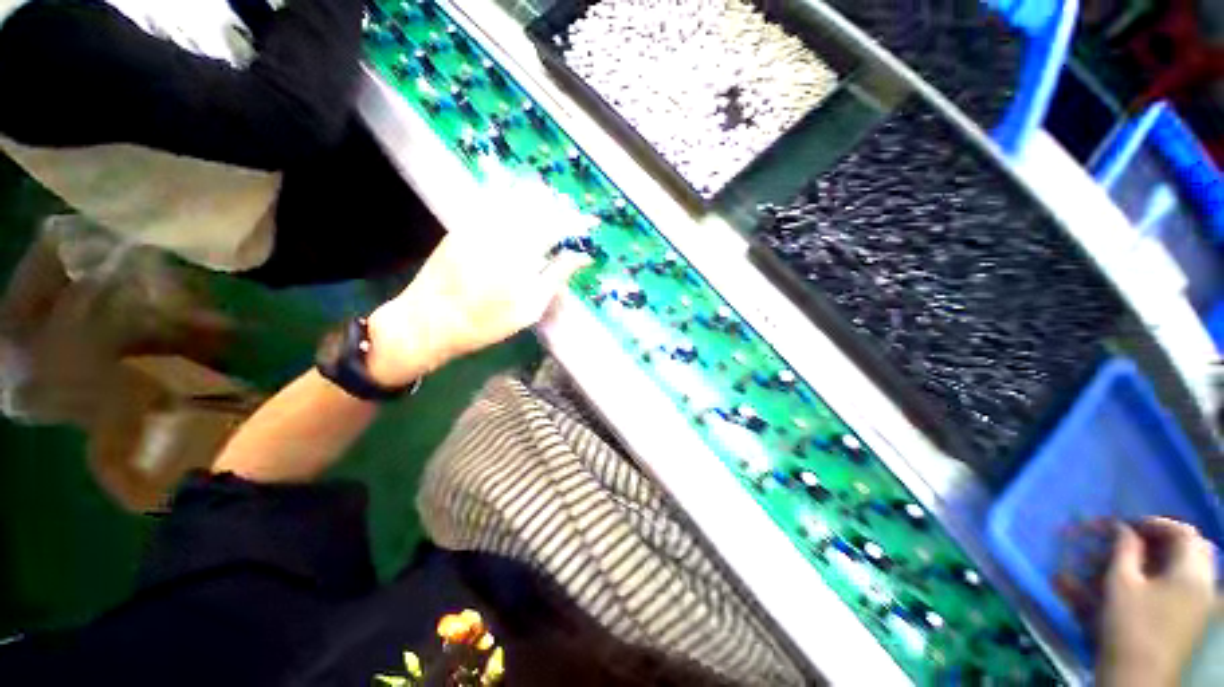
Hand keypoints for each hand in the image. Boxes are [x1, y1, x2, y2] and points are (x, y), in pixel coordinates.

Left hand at [365, 163, 594, 385]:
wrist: (430, 320)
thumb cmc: (487, 322)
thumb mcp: (530, 307)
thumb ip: (557, 276)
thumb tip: (582, 257)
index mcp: (522, 252)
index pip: (558, 224)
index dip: (577, 221)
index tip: (591, 222)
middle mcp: (501, 229)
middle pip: (538, 203)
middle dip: (560, 207)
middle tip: (571, 218)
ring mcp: (479, 223)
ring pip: (516, 196)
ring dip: (539, 200)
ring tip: (552, 209)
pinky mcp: (464, 224)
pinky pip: (493, 200)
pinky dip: (513, 199)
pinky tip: (520, 206)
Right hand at [1097, 518, 1217, 686]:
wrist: (1137, 676)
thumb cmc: (1128, 625)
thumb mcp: (1120, 584)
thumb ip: (1124, 550)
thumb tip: (1122, 528)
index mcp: (1192, 572)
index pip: (1183, 532)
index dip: (1156, 523)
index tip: (1128, 525)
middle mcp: (1206, 582)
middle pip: (1196, 547)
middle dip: (1168, 538)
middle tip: (1139, 538)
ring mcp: (1205, 602)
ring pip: (1197, 565)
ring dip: (1172, 555)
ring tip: (1143, 558)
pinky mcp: (1197, 615)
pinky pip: (1194, 582)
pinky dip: (1175, 573)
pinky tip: (1154, 581)